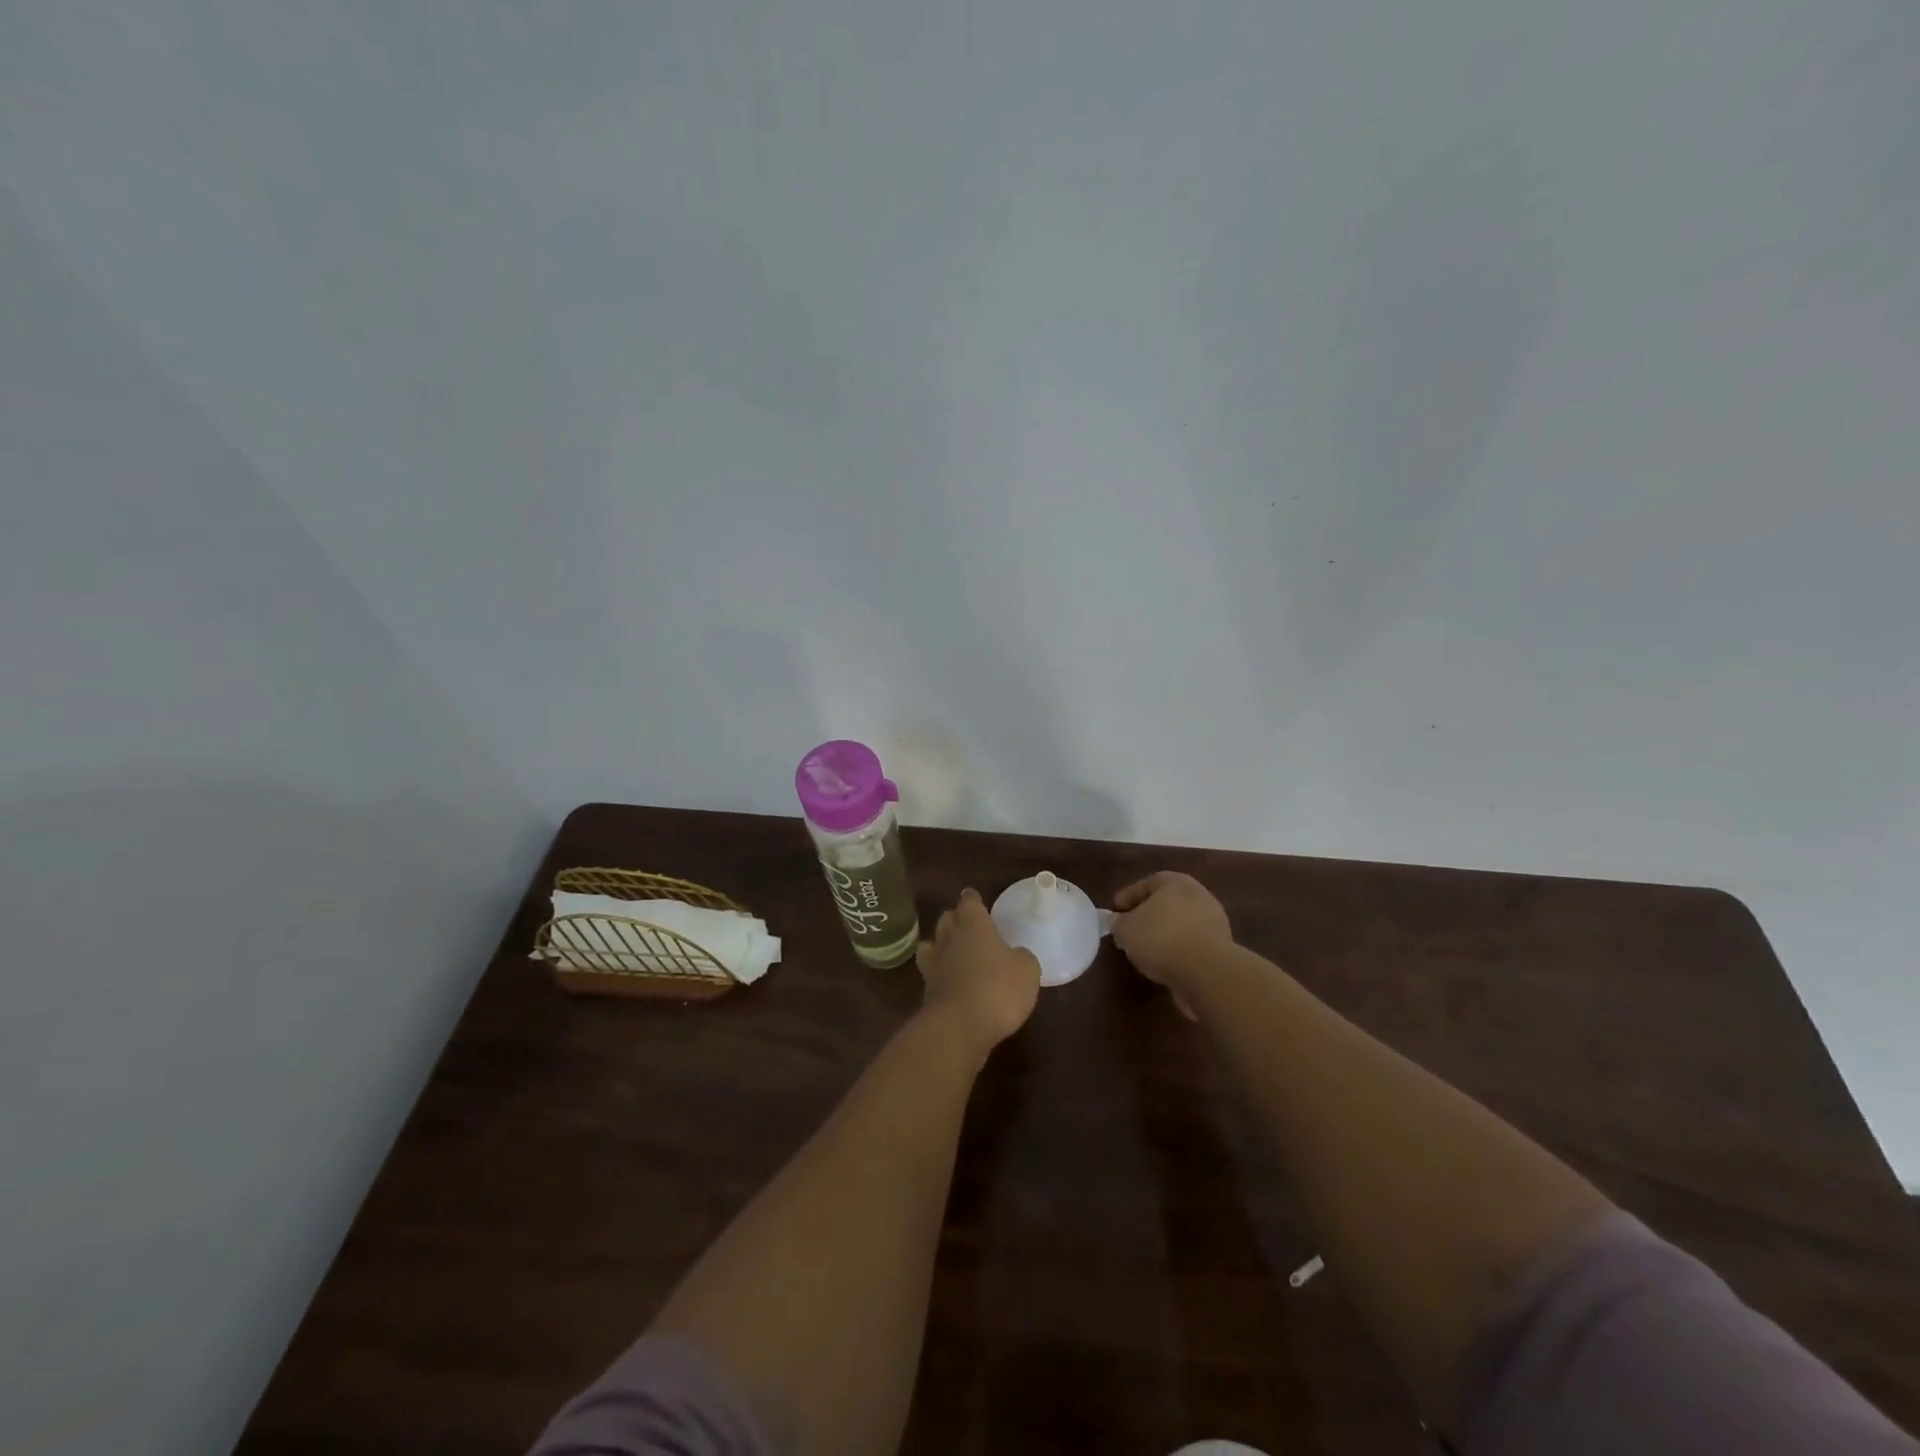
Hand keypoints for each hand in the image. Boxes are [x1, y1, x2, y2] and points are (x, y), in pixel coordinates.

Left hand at [916, 889, 1040, 1052]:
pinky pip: (932, 975)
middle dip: (955, 919)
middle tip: (966, 925)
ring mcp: (934, 966)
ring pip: (932, 945)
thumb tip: (1015, 956)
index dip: (973, 900)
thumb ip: (1021, 958)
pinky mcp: (927, 994)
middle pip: (946, 919)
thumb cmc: (998, 989)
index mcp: (974, 926)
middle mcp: (950, 940)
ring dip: (940, 946)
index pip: (969, 903)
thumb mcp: (1027, 970)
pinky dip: (940, 976)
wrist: (959, 1028)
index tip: (974, 898)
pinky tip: (951, 983)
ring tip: (952, 952)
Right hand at [1112, 872, 1233, 1016]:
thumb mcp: (1126, 929)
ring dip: (1164, 935)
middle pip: (1167, 903)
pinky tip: (1164, 964)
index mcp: (1175, 882)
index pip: (1147, 883)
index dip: (1128, 897)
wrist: (1207, 971)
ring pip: (1181, 924)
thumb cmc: (1161, 939)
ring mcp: (1214, 922)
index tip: (1114, 912)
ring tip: (1146, 951)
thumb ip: (1119, 923)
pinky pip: (1192, 945)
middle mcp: (1198, 895)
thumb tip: (1118, 921)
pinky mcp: (1222, 948)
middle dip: (1148, 915)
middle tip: (1130, 929)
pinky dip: (1178, 951)